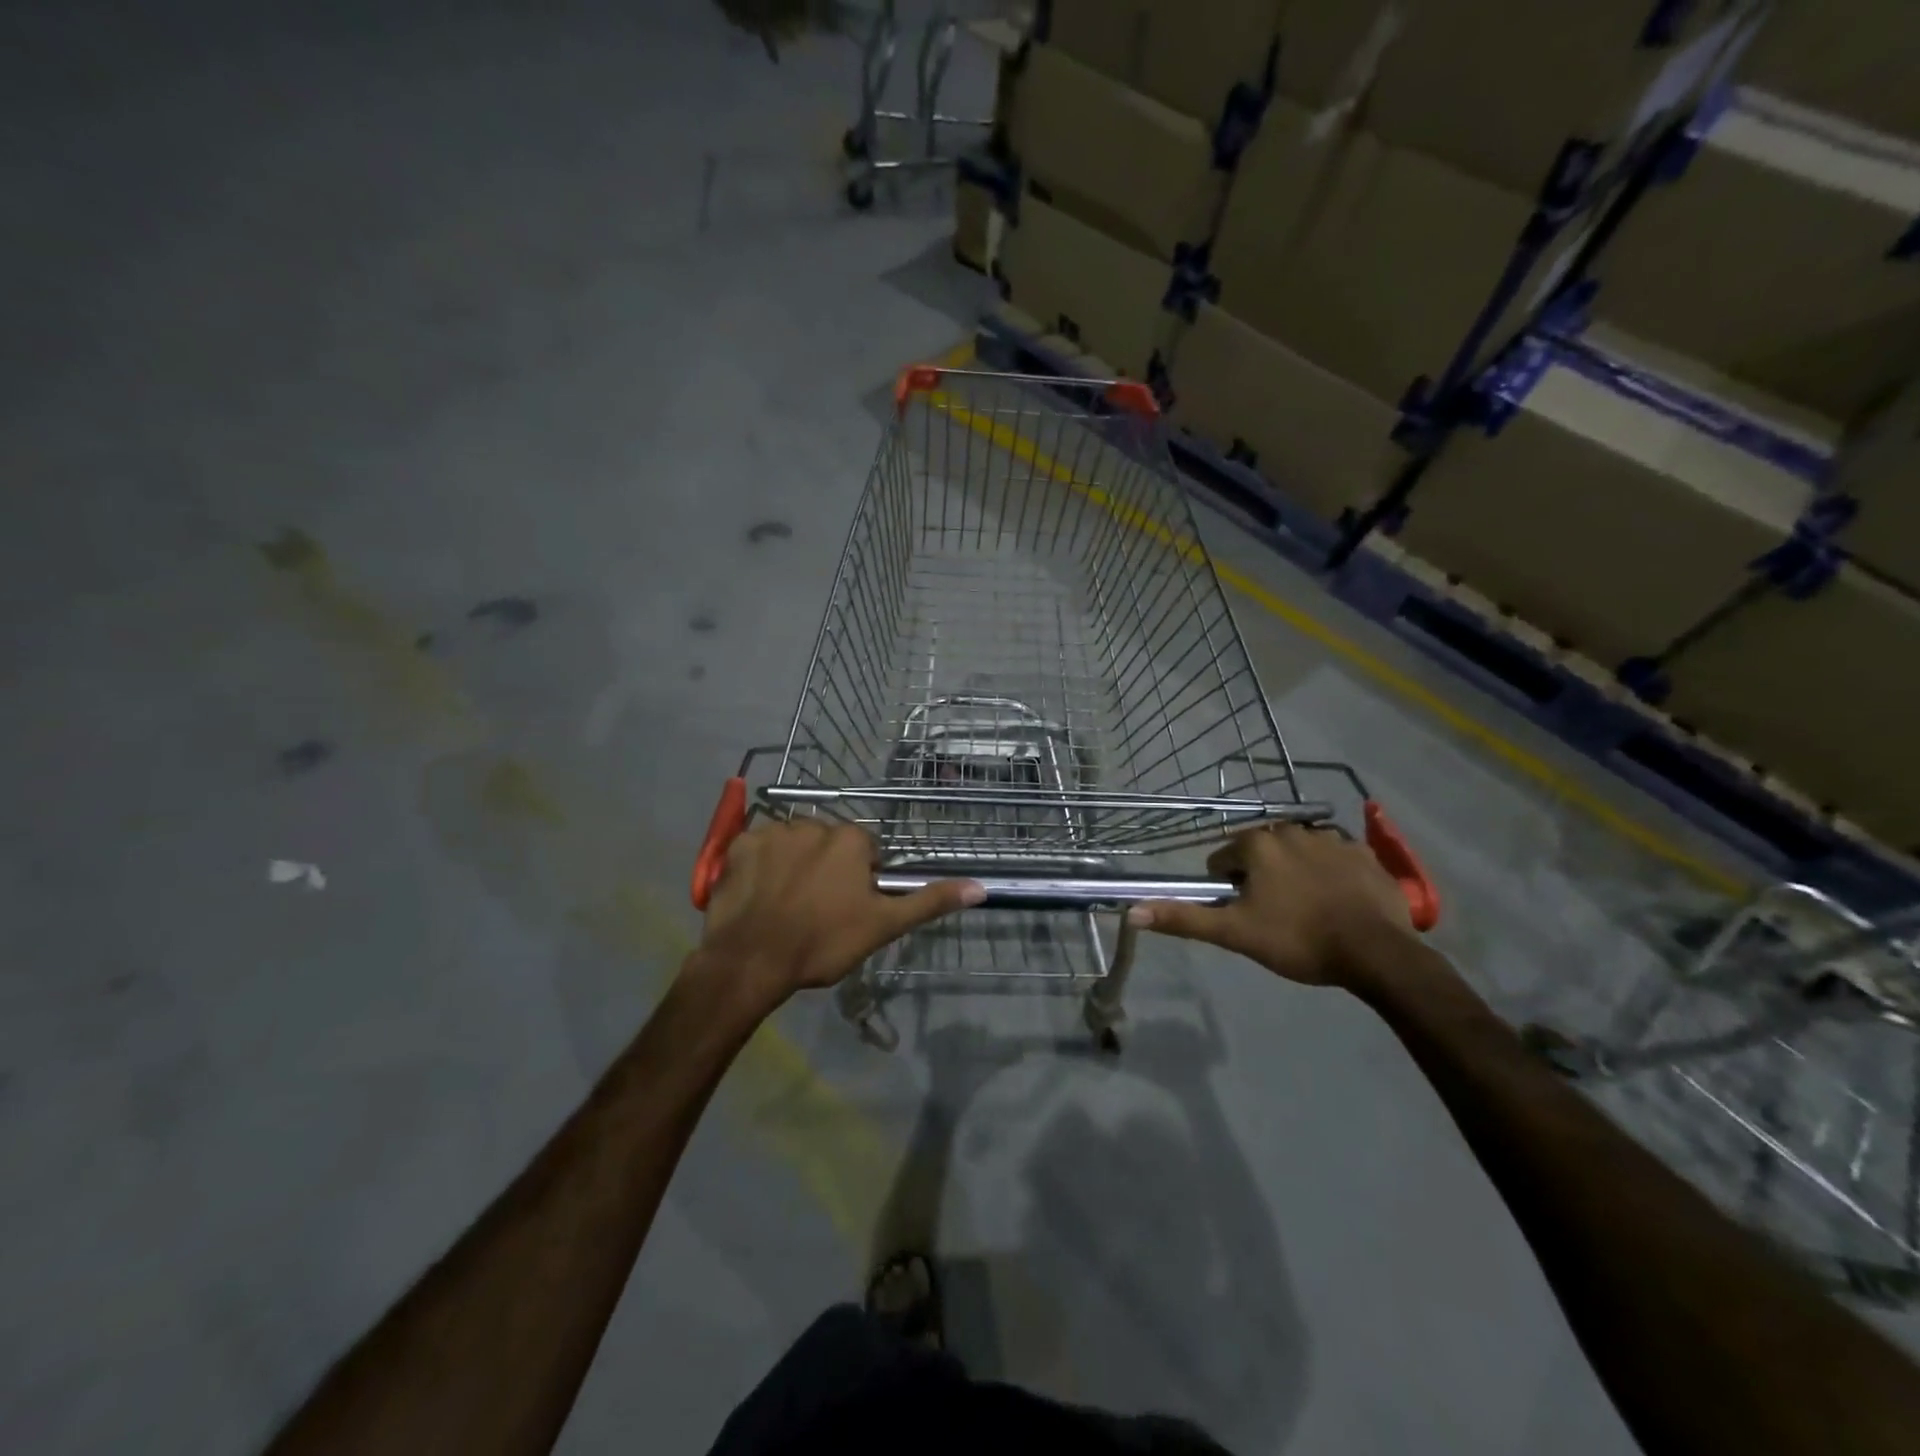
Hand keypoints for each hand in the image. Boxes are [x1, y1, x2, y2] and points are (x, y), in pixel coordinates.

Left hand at [688, 820, 982, 1009]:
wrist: (751, 960)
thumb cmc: (823, 941)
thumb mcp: (883, 925)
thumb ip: (929, 901)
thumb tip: (980, 887)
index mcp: (850, 838)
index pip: (865, 851)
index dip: (860, 881)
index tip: (849, 908)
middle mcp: (813, 822)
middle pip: (828, 844)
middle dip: (826, 869)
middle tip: (817, 910)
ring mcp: (772, 831)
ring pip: (793, 845)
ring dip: (793, 865)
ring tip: (785, 906)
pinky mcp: (739, 845)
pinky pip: (757, 850)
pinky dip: (760, 867)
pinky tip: (758, 896)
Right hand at [1128, 824, 1413, 986]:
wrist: (1378, 952)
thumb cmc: (1299, 940)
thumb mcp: (1235, 933)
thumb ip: (1184, 918)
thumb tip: (1131, 912)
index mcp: (1257, 844)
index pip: (1223, 858)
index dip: (1227, 887)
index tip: (1244, 913)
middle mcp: (1291, 829)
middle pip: (1260, 850)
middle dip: (1260, 875)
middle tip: (1273, 913)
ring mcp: (1332, 838)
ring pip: (1297, 851)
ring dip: (1293, 871)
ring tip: (1306, 909)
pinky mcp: (1365, 853)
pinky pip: (1334, 856)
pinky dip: (1329, 872)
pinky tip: (1337, 900)